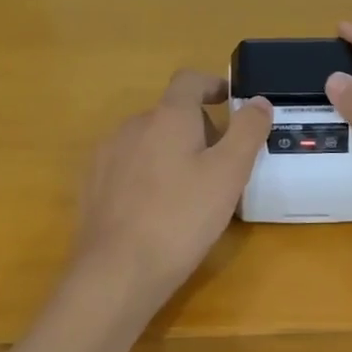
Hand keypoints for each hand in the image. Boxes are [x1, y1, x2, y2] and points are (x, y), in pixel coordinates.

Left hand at [70, 71, 272, 307]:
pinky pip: (128, 166)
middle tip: (221, 164)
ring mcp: (107, 154)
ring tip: (190, 191)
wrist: (117, 270)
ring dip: (171, 153)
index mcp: (167, 116)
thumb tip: (258, 101)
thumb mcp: (229, 174)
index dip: (212, 84)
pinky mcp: (93, 184)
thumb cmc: (181, 217)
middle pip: (170, 113)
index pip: (189, 80)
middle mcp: (132, 125)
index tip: (230, 101)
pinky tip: (157, 209)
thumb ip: (248, 131)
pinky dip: (147, 175)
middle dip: (198, 129)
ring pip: (148, 141)